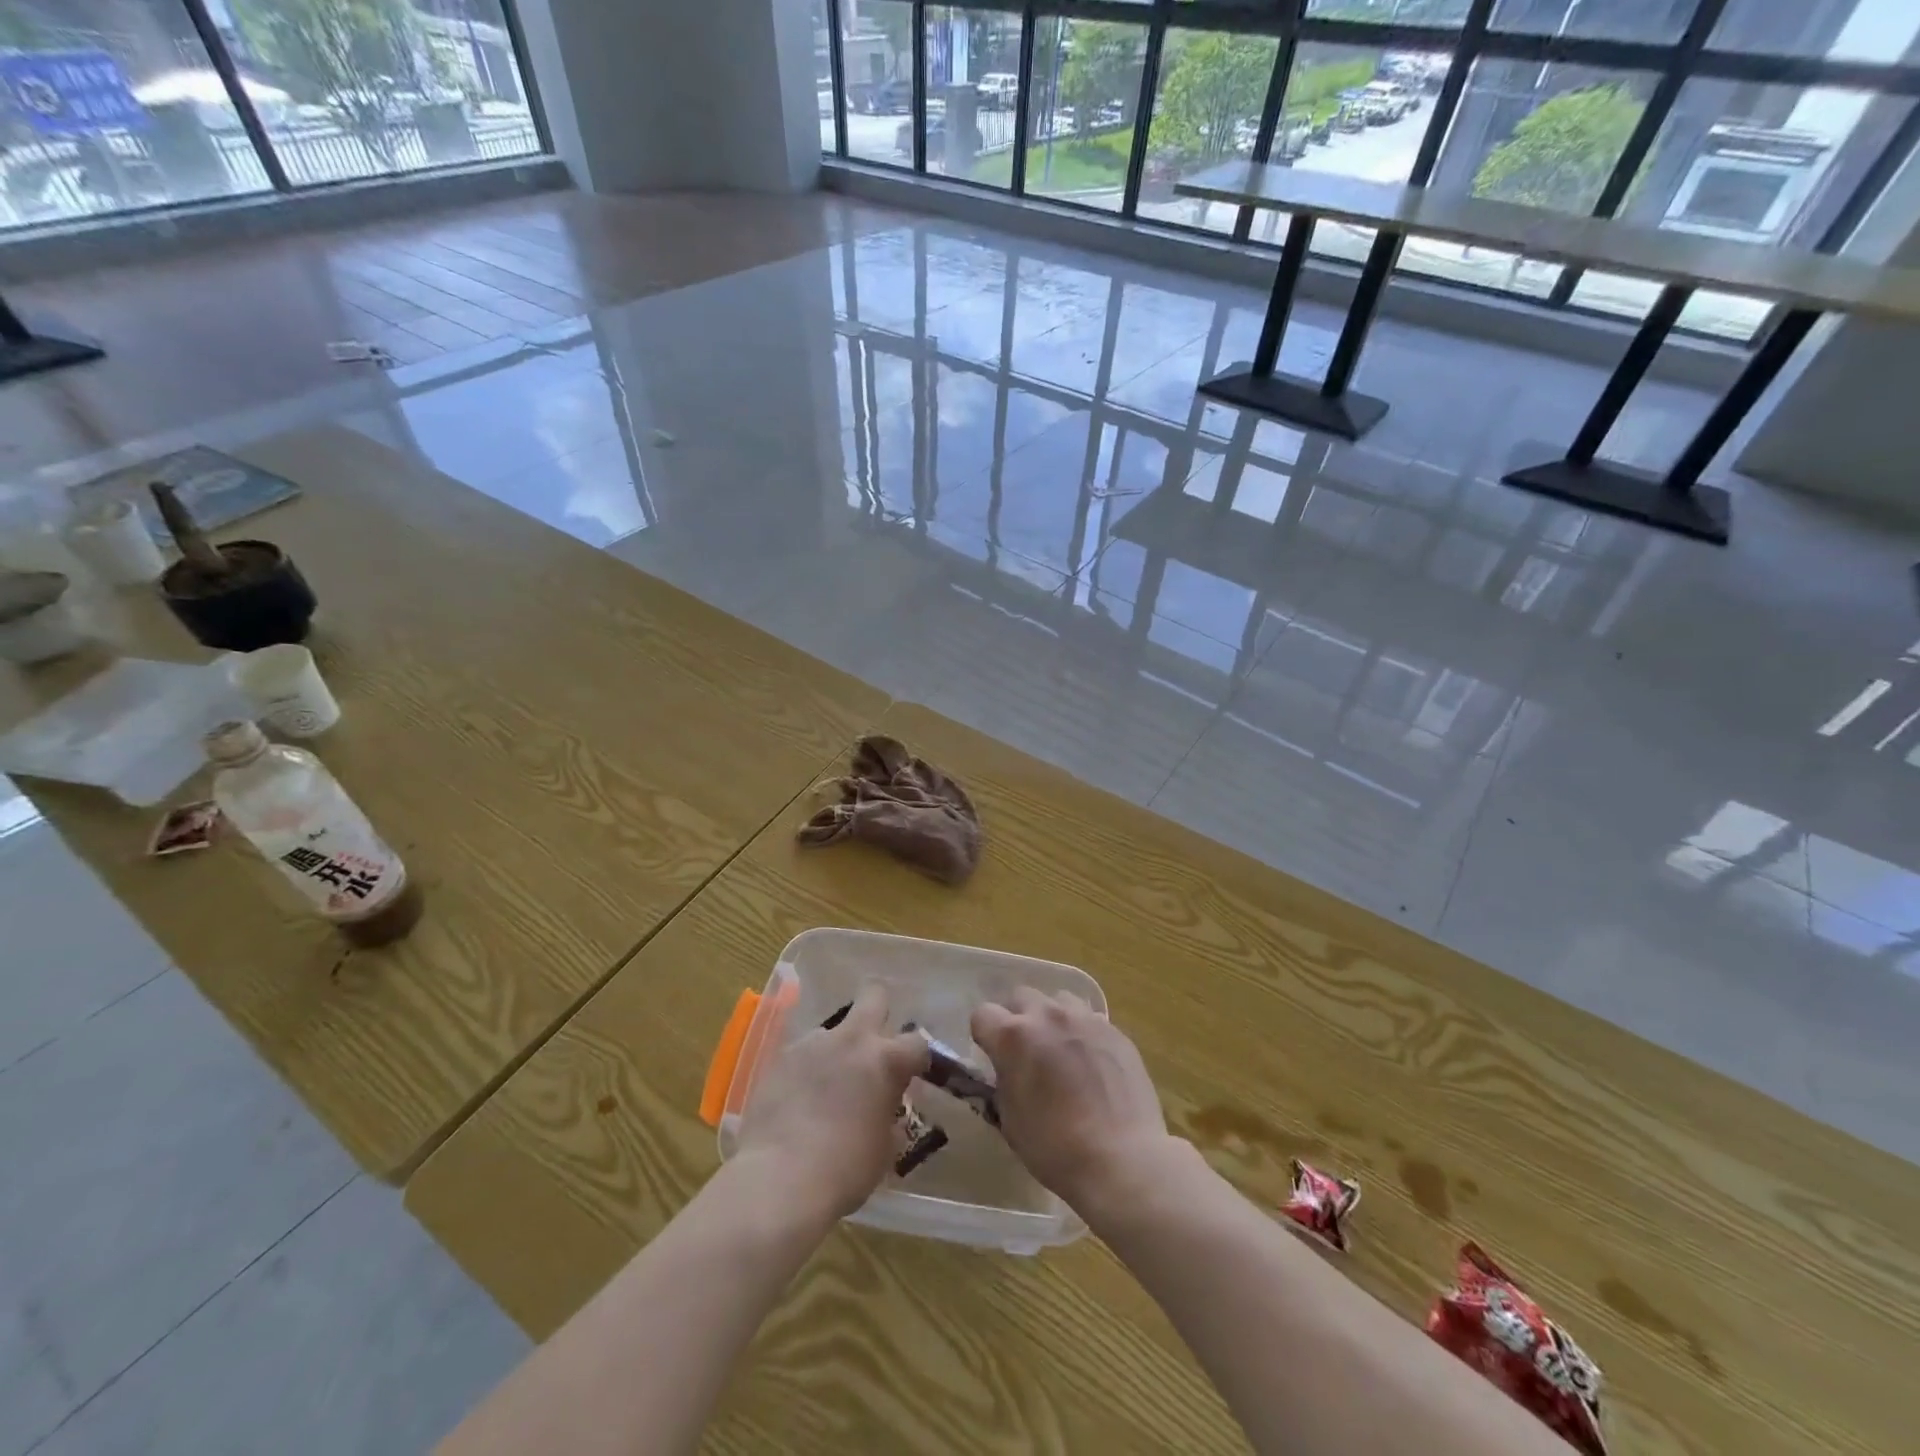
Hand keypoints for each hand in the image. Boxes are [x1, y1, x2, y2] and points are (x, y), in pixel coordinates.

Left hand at [735, 981, 929, 1223]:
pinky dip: (807, 1069)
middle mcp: (852, 1039)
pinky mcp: (780, 1057)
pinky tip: (799, 1099)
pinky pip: (803, 1054)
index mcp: (886, 1060)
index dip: (917, 1058)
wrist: (778, 1179)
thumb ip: (889, 1115)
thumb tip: (886, 1108)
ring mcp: (813, 1044)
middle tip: (875, 1043)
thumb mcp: (884, 1149)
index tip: (912, 1075)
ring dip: (837, 1049)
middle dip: (880, 1009)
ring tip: (827, 1086)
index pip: (917, 1042)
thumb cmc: (844, 1169)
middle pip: (875, 994)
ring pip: (833, 1030)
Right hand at [971, 989, 1178, 1218]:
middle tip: (1026, 1051)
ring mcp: (1084, 1019)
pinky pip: (1089, 1019)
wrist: (1121, 1160)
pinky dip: (1082, 1033)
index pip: (983, 1014)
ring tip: (1060, 1050)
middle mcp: (1047, 1016)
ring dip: (1052, 1019)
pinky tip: (1091, 1063)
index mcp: (1013, 1036)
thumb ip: (1004, 1080)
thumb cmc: (1055, 1148)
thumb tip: (1008, 1069)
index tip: (993, 1056)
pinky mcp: (1114, 1030)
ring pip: (1058, 1000)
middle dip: (1017, 1017)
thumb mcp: (1010, 1119)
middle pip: (1021, 996)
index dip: (985, 1035)